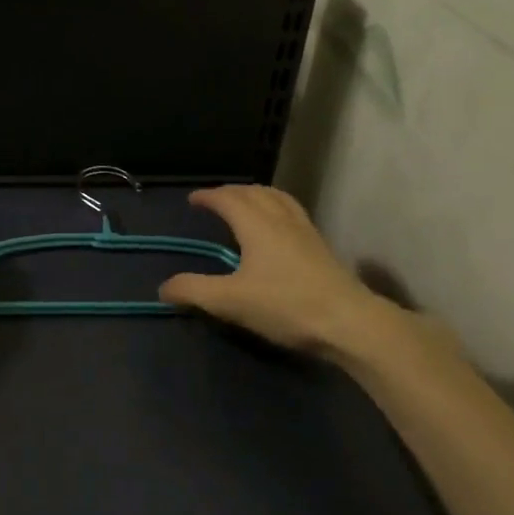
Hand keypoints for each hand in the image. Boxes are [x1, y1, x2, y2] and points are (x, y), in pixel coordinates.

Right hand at [160, 184, 405, 362]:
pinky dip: (277, 208)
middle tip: (215, 200)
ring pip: (279, 199)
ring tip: (247, 204)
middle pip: (255, 192)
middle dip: (232, 192)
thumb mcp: (230, 301)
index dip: (209, 196)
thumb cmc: (286, 305)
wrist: (349, 322)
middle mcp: (281, 219)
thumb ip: (194, 291)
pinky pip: (293, 212)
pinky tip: (278, 230)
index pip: (228, 199)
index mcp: (257, 225)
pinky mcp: (321, 247)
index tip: (193, 199)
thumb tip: (164, 288)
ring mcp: (306, 231)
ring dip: (258, 195)